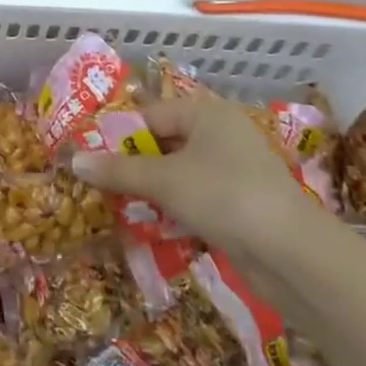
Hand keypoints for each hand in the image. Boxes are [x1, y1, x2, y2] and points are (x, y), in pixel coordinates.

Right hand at [71, 95, 319, 251]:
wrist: (292, 253)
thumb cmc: (223, 196)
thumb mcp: (163, 180)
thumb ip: (117, 170)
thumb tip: (74, 161)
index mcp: (206, 112)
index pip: (149, 116)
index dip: (118, 137)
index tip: (90, 161)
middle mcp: (222, 133)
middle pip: (165, 143)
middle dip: (134, 166)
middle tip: (101, 187)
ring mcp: (236, 169)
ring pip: (180, 173)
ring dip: (153, 191)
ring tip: (122, 209)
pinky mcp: (243, 202)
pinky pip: (198, 197)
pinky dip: (177, 209)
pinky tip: (156, 228)